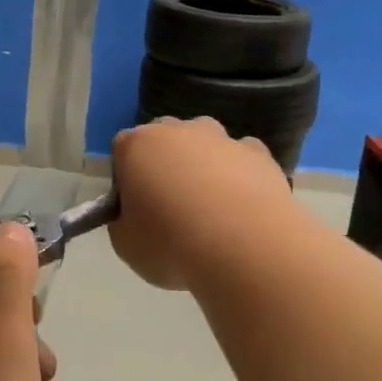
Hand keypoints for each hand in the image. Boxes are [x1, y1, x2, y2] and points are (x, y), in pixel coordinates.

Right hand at [110, 117, 292, 290]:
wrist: (245, 249)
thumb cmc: (171, 245)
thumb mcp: (125, 245)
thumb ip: (122, 221)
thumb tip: (134, 216)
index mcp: (137, 146)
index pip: (122, 149)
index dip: (127, 177)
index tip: (134, 207)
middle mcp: (178, 131)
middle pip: (164, 139)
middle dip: (165, 163)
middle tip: (170, 206)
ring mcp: (222, 139)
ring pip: (205, 143)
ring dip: (203, 165)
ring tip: (210, 209)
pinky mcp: (259, 154)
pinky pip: (242, 159)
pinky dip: (239, 175)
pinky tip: (241, 207)